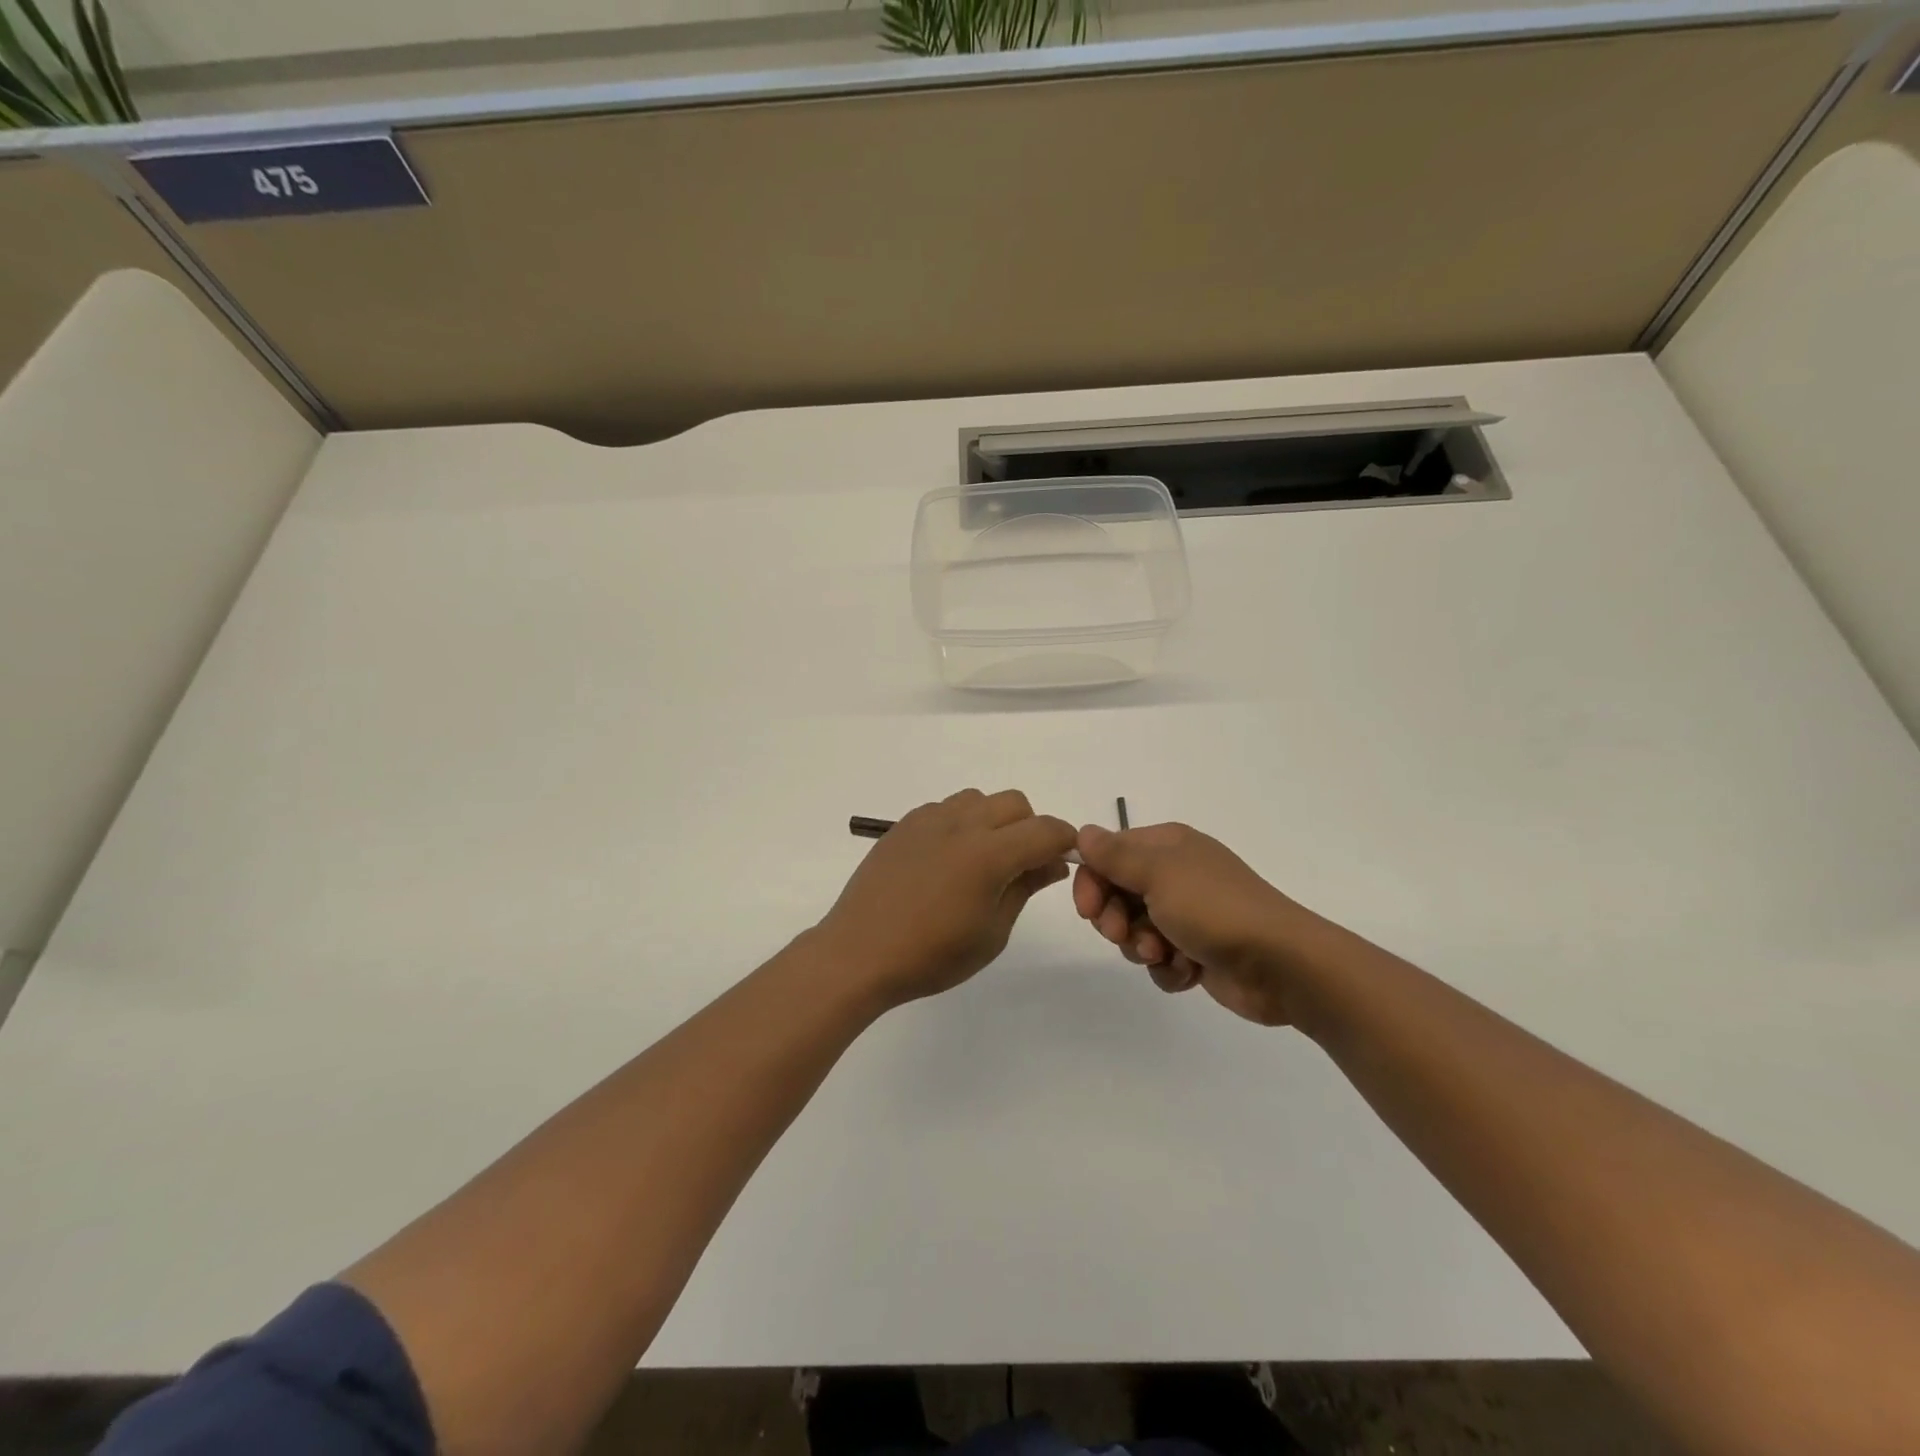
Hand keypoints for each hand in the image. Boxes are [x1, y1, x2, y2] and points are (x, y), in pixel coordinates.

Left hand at [817, 789, 1078, 1009]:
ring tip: (980, 860)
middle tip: (1021, 866)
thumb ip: (1025, 888)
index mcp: (989, 854)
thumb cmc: (931, 955)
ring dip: (993, 820)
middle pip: (1014, 803)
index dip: (1064, 841)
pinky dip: (960, 823)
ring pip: (979, 799)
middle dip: (1030, 827)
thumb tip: (1052, 862)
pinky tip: (946, 859)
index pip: (1045, 830)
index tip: (1063, 861)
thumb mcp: (991, 933)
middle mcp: (961, 825)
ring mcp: (929, 820)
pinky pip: (946, 808)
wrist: (859, 952)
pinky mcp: (904, 824)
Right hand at [1072, 822, 1312, 1025]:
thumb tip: (1082, 831)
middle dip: (1115, 920)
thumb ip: (1115, 855)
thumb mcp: (1158, 873)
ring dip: (1141, 947)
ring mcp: (1187, 915)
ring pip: (1135, 931)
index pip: (1109, 855)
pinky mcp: (1197, 952)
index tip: (1089, 910)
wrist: (1280, 964)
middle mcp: (1175, 875)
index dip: (1092, 882)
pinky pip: (1160, 959)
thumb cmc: (1215, 908)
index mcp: (1167, 847)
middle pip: (1118, 895)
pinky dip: (1167, 968)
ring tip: (1163, 954)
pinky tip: (1186, 972)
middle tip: (1123, 935)